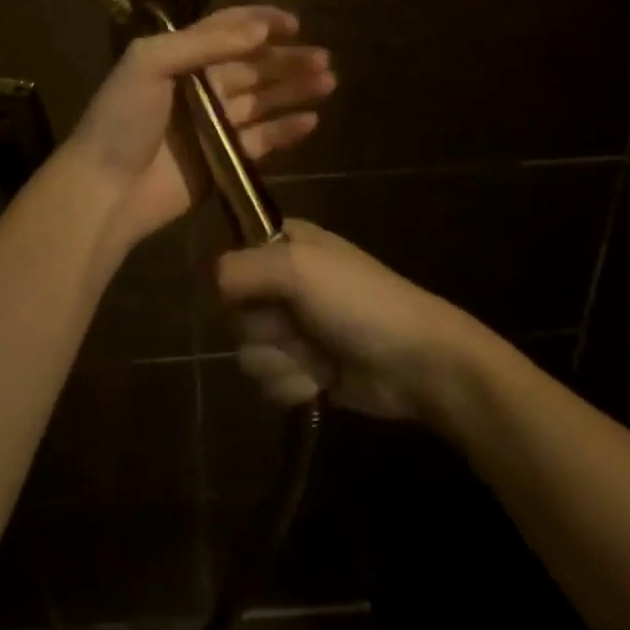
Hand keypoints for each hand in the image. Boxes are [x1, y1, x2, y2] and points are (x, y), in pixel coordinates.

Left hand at [64, 6, 335, 250]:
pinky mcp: (223, 160)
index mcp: (180, 57)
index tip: (295, 23)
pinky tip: (311, 120)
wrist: (106, 189)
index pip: (227, 30)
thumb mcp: (149, 62)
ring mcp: (213, 125)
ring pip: (263, 100)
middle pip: (253, 66)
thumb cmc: (123, 118)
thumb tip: (259, 31)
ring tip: (328, 82)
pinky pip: (262, 140)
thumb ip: (203, 43)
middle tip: (324, 58)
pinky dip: (286, 130)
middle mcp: (200, 86)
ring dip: (294, 90)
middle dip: (287, 59)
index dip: (261, 23)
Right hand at [215, 220, 482, 421]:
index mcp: (283, 244)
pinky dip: (294, 384)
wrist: (416, 362)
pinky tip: (322, 381)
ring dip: (282, 361)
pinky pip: (268, 381)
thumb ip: (245, 267)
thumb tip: (213, 283)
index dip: (239, 283)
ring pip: (247, 351)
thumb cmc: (359, 301)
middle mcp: (282, 282)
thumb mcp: (300, 267)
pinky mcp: (302, 369)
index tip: (262, 293)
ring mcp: (293, 328)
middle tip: (300, 326)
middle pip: (234, 313)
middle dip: (266, 329)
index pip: (231, 260)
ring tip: (318, 357)